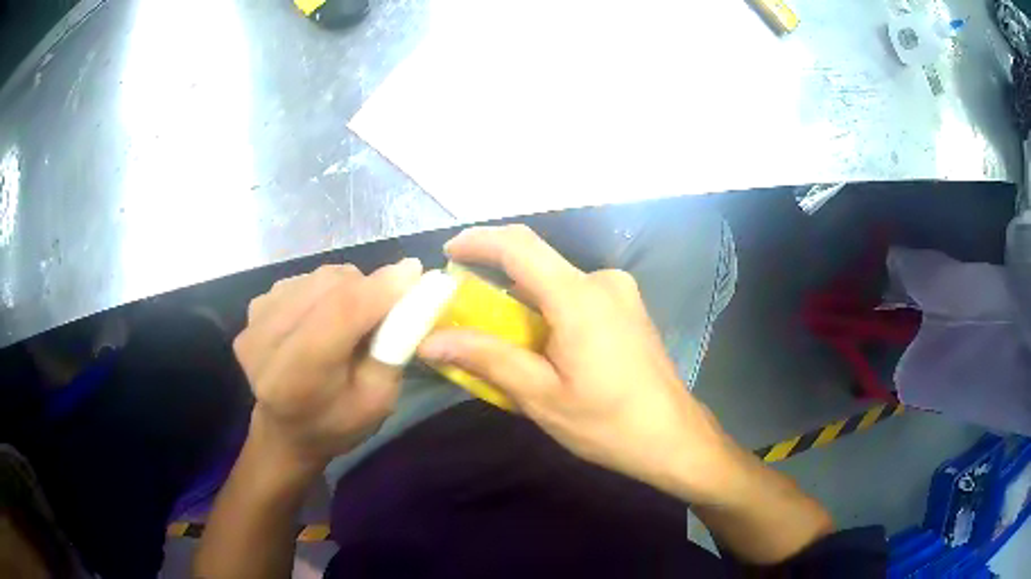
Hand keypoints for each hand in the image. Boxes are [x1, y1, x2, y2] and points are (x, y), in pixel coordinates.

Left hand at [234, 259, 422, 471]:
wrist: (286, 432)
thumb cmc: (338, 423)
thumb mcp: (379, 399)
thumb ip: (394, 345)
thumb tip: (408, 282)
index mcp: (296, 378)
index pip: (338, 314)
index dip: (378, 289)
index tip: (414, 272)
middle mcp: (265, 343)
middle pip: (327, 288)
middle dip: (366, 287)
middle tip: (387, 306)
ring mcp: (254, 322)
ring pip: (315, 278)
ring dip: (345, 287)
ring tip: (353, 316)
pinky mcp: (253, 310)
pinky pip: (301, 280)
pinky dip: (323, 290)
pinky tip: (324, 315)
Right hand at [417, 225, 737, 500]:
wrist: (673, 437)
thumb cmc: (608, 423)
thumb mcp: (541, 396)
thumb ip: (486, 359)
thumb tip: (431, 340)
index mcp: (580, 297)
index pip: (519, 246)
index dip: (479, 241)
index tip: (448, 253)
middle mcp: (602, 281)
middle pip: (536, 265)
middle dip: (495, 282)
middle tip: (464, 315)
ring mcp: (620, 293)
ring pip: (555, 283)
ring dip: (521, 302)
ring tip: (500, 341)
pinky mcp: (627, 308)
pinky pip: (575, 296)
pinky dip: (547, 310)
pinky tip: (541, 347)